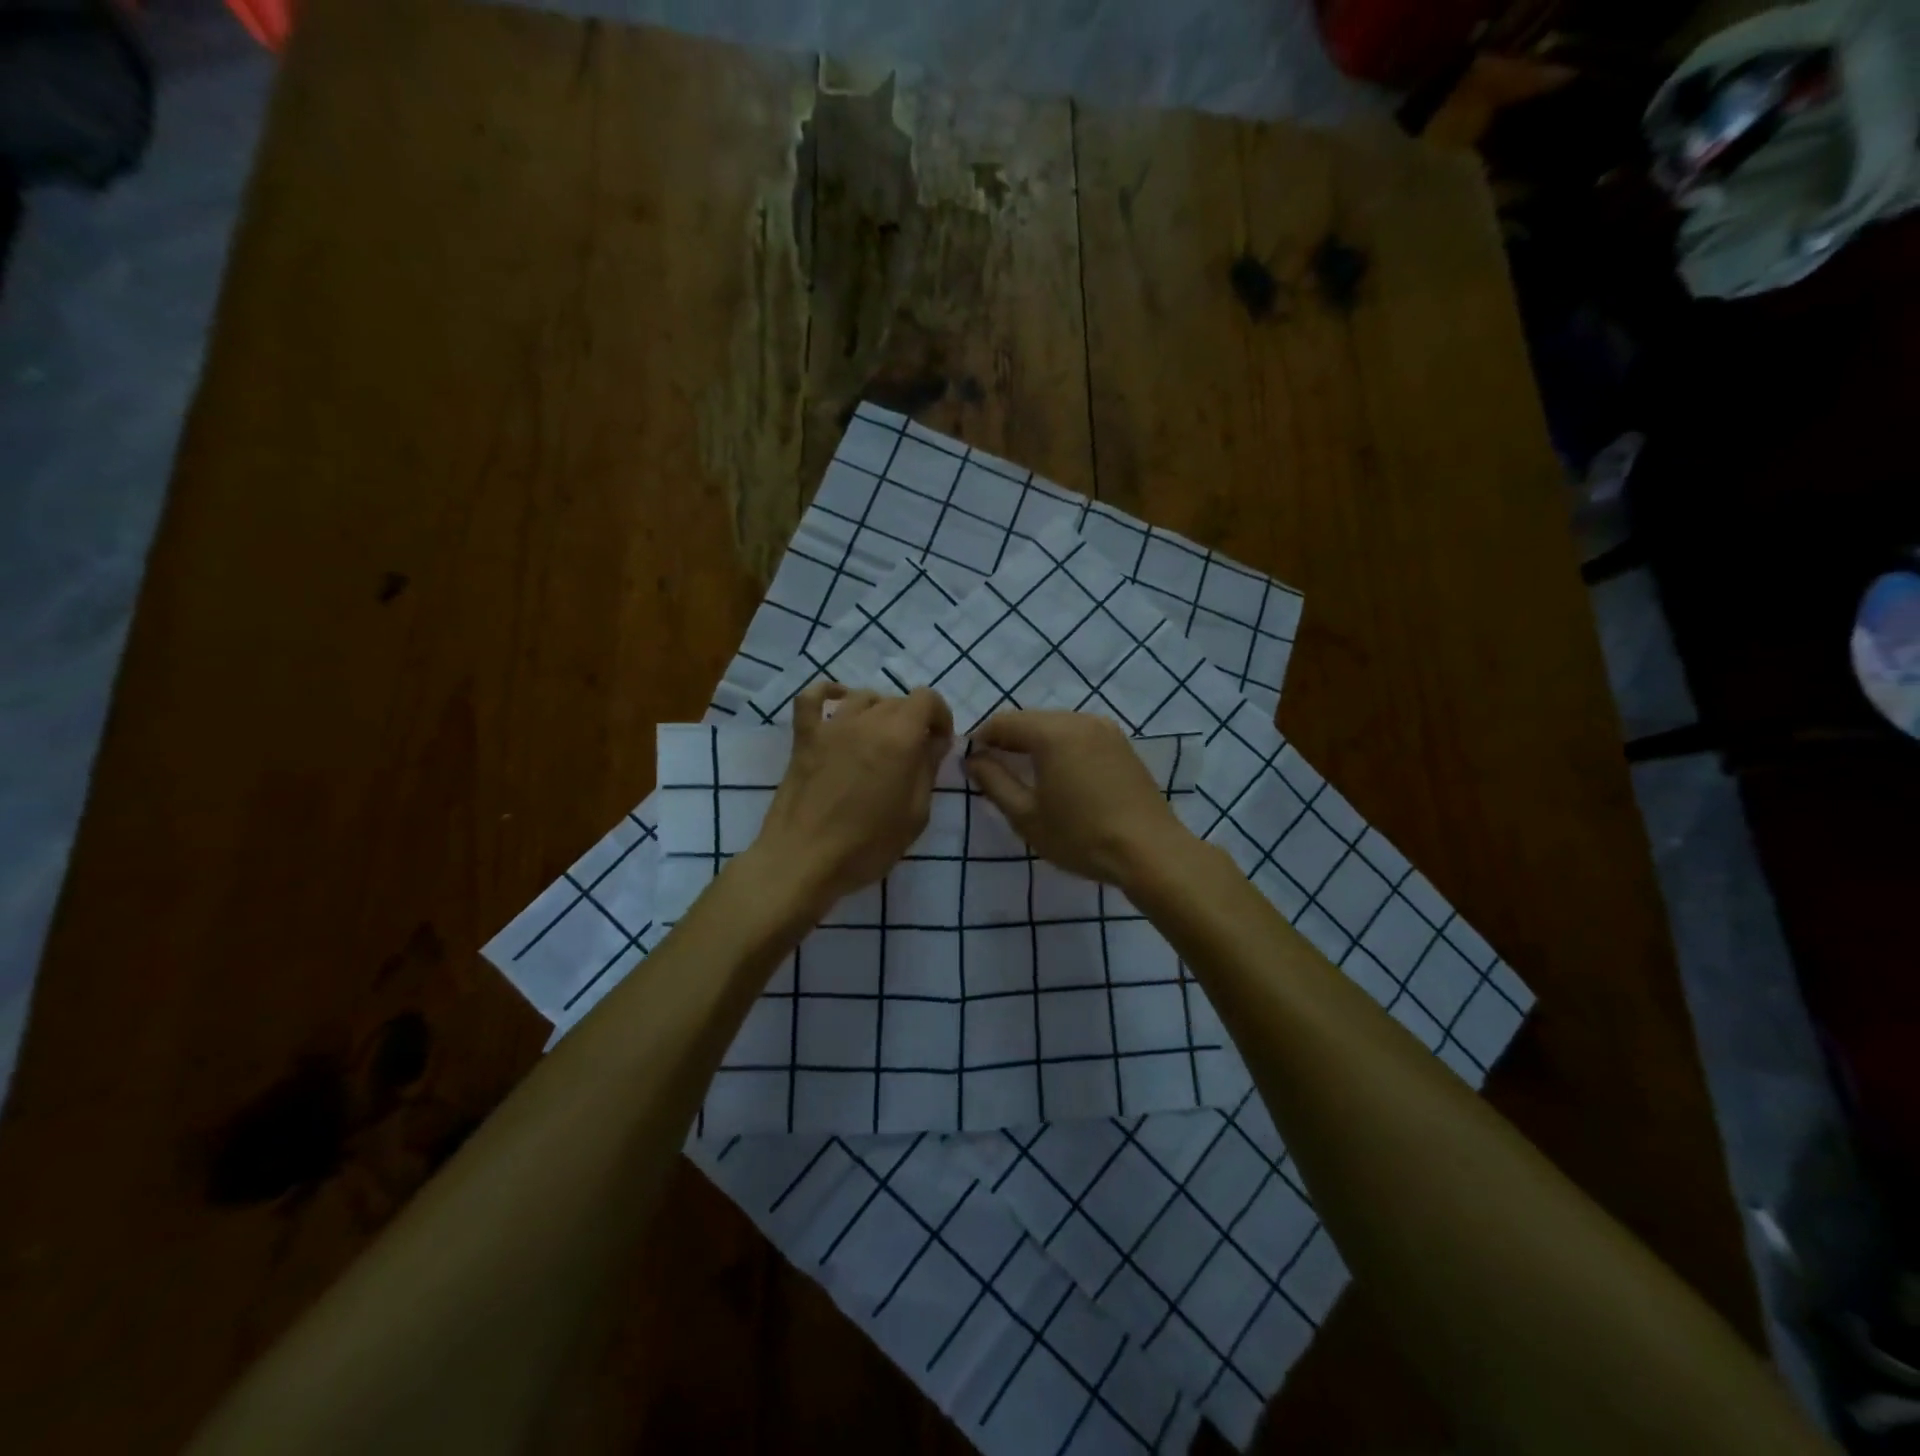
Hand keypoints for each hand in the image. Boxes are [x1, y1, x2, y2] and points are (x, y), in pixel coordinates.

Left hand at [749, 682, 953, 914]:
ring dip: (878, 711)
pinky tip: (837, 703)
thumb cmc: (867, 845)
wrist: (803, 860)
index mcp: (899, 738)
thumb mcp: (915, 815)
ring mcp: (831, 726)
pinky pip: (811, 698)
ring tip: (879, 739)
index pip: (927, 699)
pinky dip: (827, 693)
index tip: (939, 744)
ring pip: (862, 697)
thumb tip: (934, 743)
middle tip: (912, 754)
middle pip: (896, 700)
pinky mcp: (804, 737)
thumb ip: (928, 771)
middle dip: (912, 720)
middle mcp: (866, 721)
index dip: (939, 717)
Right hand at [964, 711, 1190, 887]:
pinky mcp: (1122, 745)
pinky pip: (1080, 735)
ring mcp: (1106, 730)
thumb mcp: (1026, 816)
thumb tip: (974, 760)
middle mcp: (1079, 720)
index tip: (971, 764)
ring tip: (1026, 776)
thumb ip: (994, 782)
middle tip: (994, 772)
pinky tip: (1060, 776)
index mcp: (1053, 732)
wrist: (1150, 852)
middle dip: (1008, 740)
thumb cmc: (1081, 837)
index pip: (1004, 722)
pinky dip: (1061, 747)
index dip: (981, 739)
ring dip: (1035, 743)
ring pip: (1056, 725)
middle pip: (1031, 720)